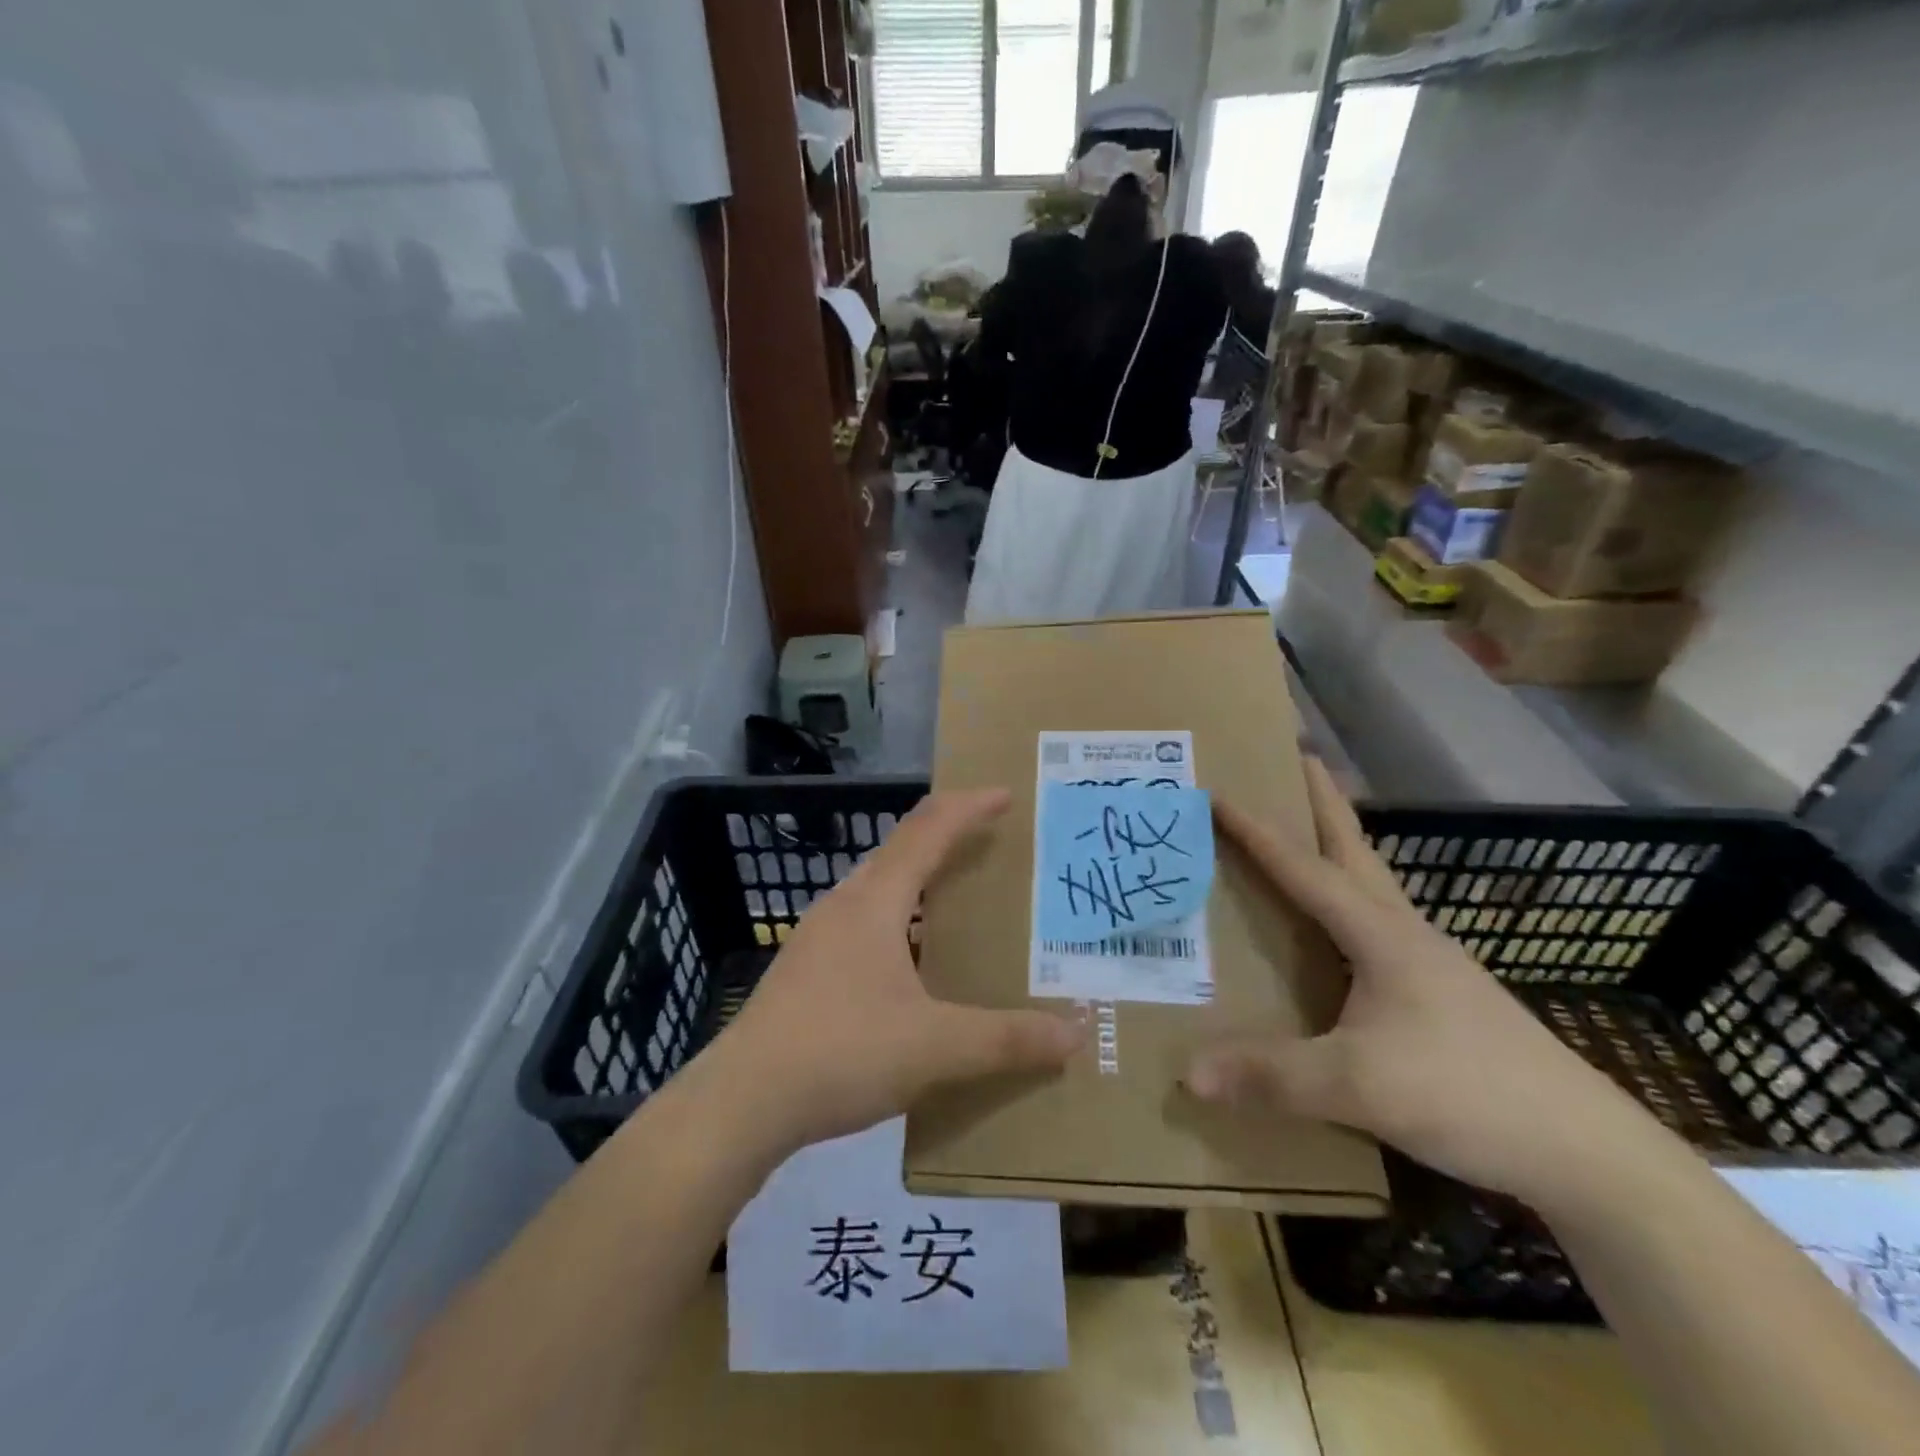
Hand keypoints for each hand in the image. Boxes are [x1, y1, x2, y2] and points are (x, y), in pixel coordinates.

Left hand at [704, 789, 1082, 1153]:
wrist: (741, 1103)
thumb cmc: (841, 1052)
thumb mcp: (935, 1048)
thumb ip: (1006, 1039)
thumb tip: (1073, 1034)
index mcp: (875, 901)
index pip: (928, 830)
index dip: (968, 807)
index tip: (1004, 794)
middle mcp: (844, 905)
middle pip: (901, 851)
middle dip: (947, 839)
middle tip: (991, 846)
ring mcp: (818, 937)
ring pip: (879, 889)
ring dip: (920, 883)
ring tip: (958, 902)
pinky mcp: (806, 970)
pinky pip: (864, 924)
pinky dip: (899, 922)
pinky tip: (912, 966)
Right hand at [1186, 760, 1659, 1206]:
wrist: (1585, 1151)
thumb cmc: (1468, 1092)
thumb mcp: (1358, 1084)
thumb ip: (1272, 1075)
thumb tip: (1190, 1072)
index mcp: (1380, 934)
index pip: (1304, 867)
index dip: (1257, 831)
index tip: (1218, 792)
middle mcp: (1404, 934)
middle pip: (1354, 850)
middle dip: (1323, 803)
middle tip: (1295, 761)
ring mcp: (1429, 964)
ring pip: (1371, 887)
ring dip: (1339, 850)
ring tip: (1305, 836)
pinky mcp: (1441, 997)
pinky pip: (1378, 929)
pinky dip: (1349, 905)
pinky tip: (1338, 934)